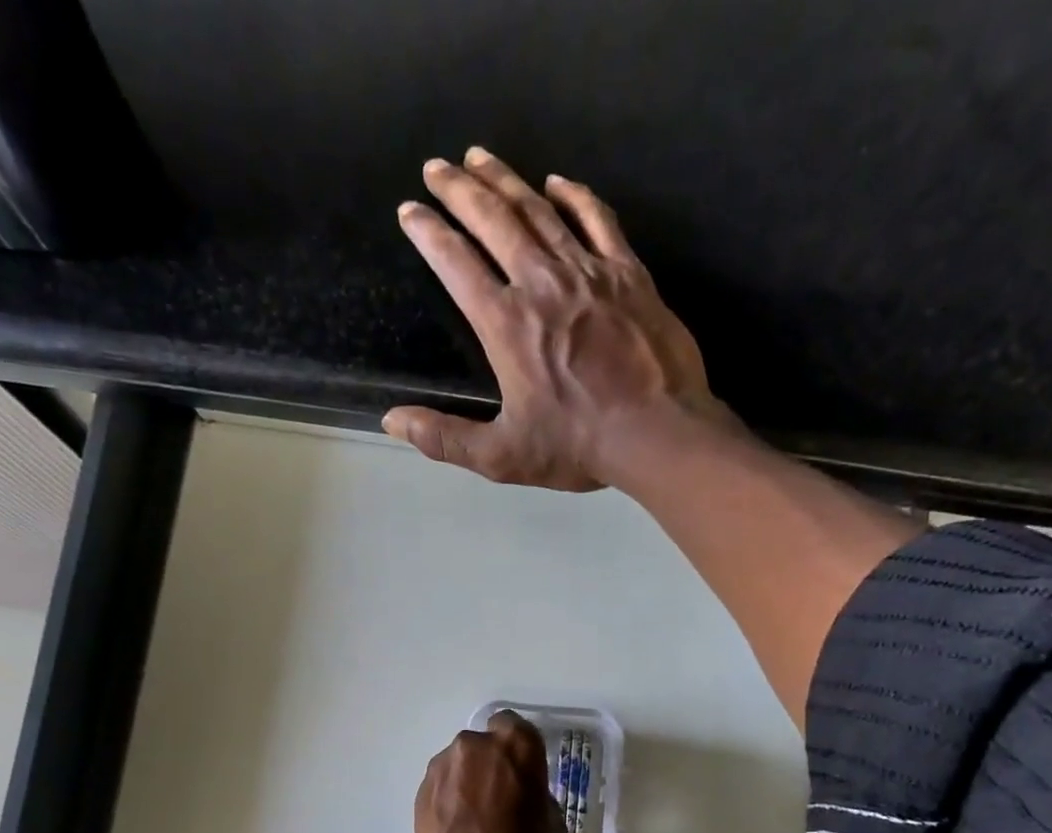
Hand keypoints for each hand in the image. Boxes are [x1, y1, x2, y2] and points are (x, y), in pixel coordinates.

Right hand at [385, 147, 731, 490]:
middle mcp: (542, 283)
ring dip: (506, 180)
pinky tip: (557, 182)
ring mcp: (589, 272)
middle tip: (437, 167)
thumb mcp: (502, 456)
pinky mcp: (628, 274)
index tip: (410, 212)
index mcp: (506, 324)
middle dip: (459, 189)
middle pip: (494, 220)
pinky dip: (575, 196)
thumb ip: (445, 438)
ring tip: (480, 157)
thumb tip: (393, 422)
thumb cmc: (578, 446)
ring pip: (540, 210)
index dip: (429, 233)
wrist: (658, 432)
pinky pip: (597, 219)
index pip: (456, 264)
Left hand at [412, 709, 559, 832]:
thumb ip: (536, 794)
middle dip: (490, 764)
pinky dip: (448, 799)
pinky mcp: (420, 790)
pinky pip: (441, 785)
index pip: (515, 726)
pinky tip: (456, 830)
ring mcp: (443, 767)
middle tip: (498, 798)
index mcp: (516, 747)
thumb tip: (523, 795)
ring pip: (459, 764)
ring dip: (467, 781)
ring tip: (474, 820)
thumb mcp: (552, 825)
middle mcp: (475, 746)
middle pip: (484, 744)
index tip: (522, 773)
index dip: (518, 749)